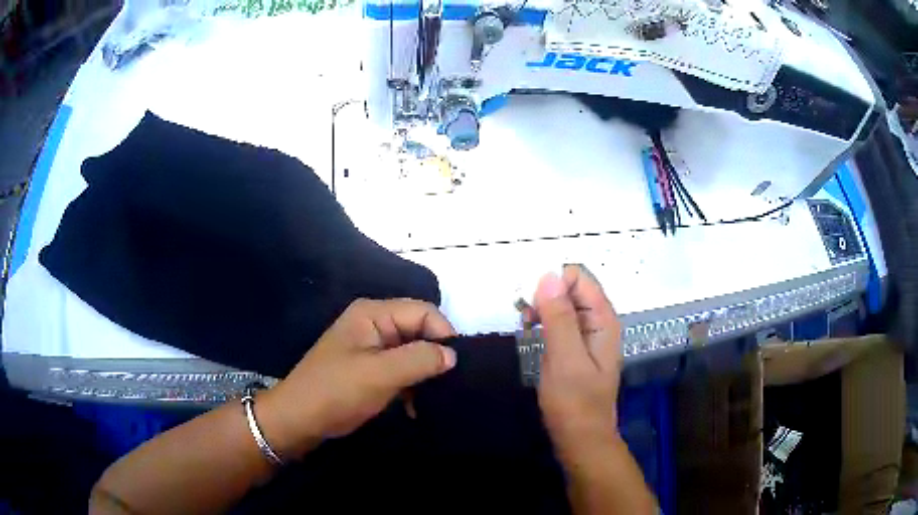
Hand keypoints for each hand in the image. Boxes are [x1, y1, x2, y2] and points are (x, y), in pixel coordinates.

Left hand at [257, 299, 456, 459]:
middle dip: (434, 356)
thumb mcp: (381, 374)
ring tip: (434, 399)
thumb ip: (420, 359)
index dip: (443, 335)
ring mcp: (371, 346)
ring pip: (412, 352)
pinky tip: (415, 407)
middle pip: (419, 330)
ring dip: (423, 375)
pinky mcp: (369, 368)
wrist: (299, 419)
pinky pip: (400, 369)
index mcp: (374, 314)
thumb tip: (453, 354)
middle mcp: (374, 324)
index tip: (456, 367)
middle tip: (449, 385)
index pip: (424, 312)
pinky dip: (410, 385)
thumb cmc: (337, 391)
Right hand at [532, 265, 622, 458]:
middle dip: (545, 295)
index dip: (553, 284)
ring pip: (563, 304)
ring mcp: (588, 335)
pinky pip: (560, 321)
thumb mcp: (565, 359)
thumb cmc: (574, 402)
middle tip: (526, 318)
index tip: (531, 304)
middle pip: (571, 288)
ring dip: (542, 309)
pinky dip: (544, 322)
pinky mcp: (576, 347)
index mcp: (603, 319)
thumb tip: (547, 275)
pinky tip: (532, 334)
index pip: (579, 277)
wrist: (580, 439)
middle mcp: (599, 321)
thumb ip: (559, 317)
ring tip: (527, 327)